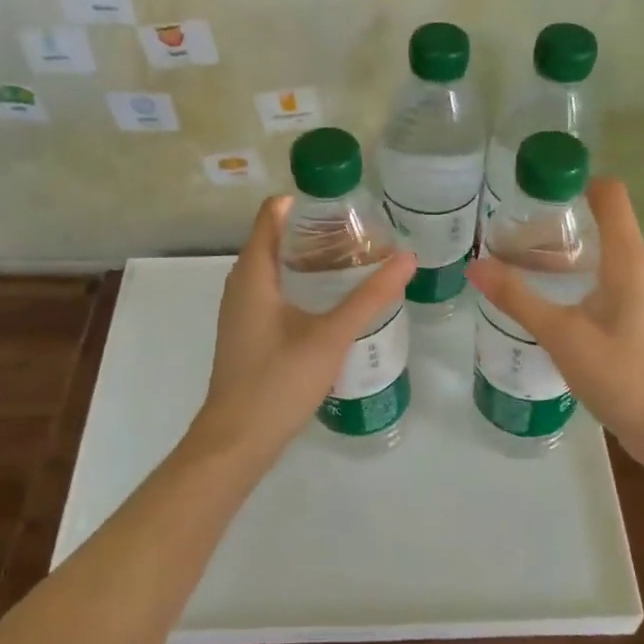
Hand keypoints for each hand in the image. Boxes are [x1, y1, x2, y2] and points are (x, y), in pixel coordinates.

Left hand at [192, 196, 416, 461]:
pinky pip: (275, 292)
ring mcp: (242, 310)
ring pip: (277, 269)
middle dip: (318, 232)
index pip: (273, 213)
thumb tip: (407, 258)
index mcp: (253, 272)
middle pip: (277, 238)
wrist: (237, 441)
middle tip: (364, 235)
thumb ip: (370, 296)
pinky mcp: (249, 332)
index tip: (347, 206)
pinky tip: (334, 302)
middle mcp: (242, 283)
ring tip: (357, 263)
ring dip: (312, 261)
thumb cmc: (278, 381)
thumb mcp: (331, 336)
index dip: (307, 202)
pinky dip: (303, 285)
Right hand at [465, 178, 643, 451]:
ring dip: (560, 248)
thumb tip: (475, 265)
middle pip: (599, 220)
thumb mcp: (562, 334)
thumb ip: (517, 298)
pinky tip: (542, 294)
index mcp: (627, 259)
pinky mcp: (631, 319)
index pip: (610, 194)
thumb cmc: (623, 375)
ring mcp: (637, 295)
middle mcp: (636, 268)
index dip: (575, 179)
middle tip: (509, 221)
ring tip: (515, 253)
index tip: (533, 184)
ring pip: (596, 253)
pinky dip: (570, 275)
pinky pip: (598, 280)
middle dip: (556, 215)